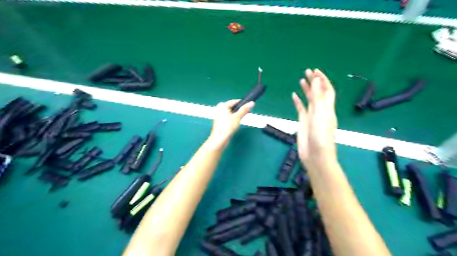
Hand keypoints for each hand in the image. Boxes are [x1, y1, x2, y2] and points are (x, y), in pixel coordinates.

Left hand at [208, 99, 255, 148]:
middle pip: (231, 107)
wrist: (220, 138)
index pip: (234, 101)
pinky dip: (231, 119)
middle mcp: (219, 109)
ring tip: (239, 120)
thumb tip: (251, 103)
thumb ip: (244, 109)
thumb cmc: (228, 126)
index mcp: (222, 106)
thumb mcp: (238, 117)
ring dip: (234, 115)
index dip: (242, 103)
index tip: (248, 106)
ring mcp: (218, 116)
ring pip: (229, 112)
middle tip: (243, 113)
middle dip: (237, 109)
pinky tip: (234, 124)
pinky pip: (226, 117)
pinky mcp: (218, 122)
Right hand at [291, 69, 336, 166]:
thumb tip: (316, 80)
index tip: (316, 71)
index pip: (327, 90)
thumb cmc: (320, 135)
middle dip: (314, 81)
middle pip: (318, 93)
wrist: (315, 155)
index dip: (323, 80)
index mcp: (327, 108)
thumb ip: (317, 97)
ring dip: (306, 89)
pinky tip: (294, 95)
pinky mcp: (303, 121)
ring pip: (309, 99)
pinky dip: (298, 101)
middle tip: (307, 71)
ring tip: (302, 80)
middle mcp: (320, 110)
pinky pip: (301, 109)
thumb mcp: (319, 114)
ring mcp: (311, 116)